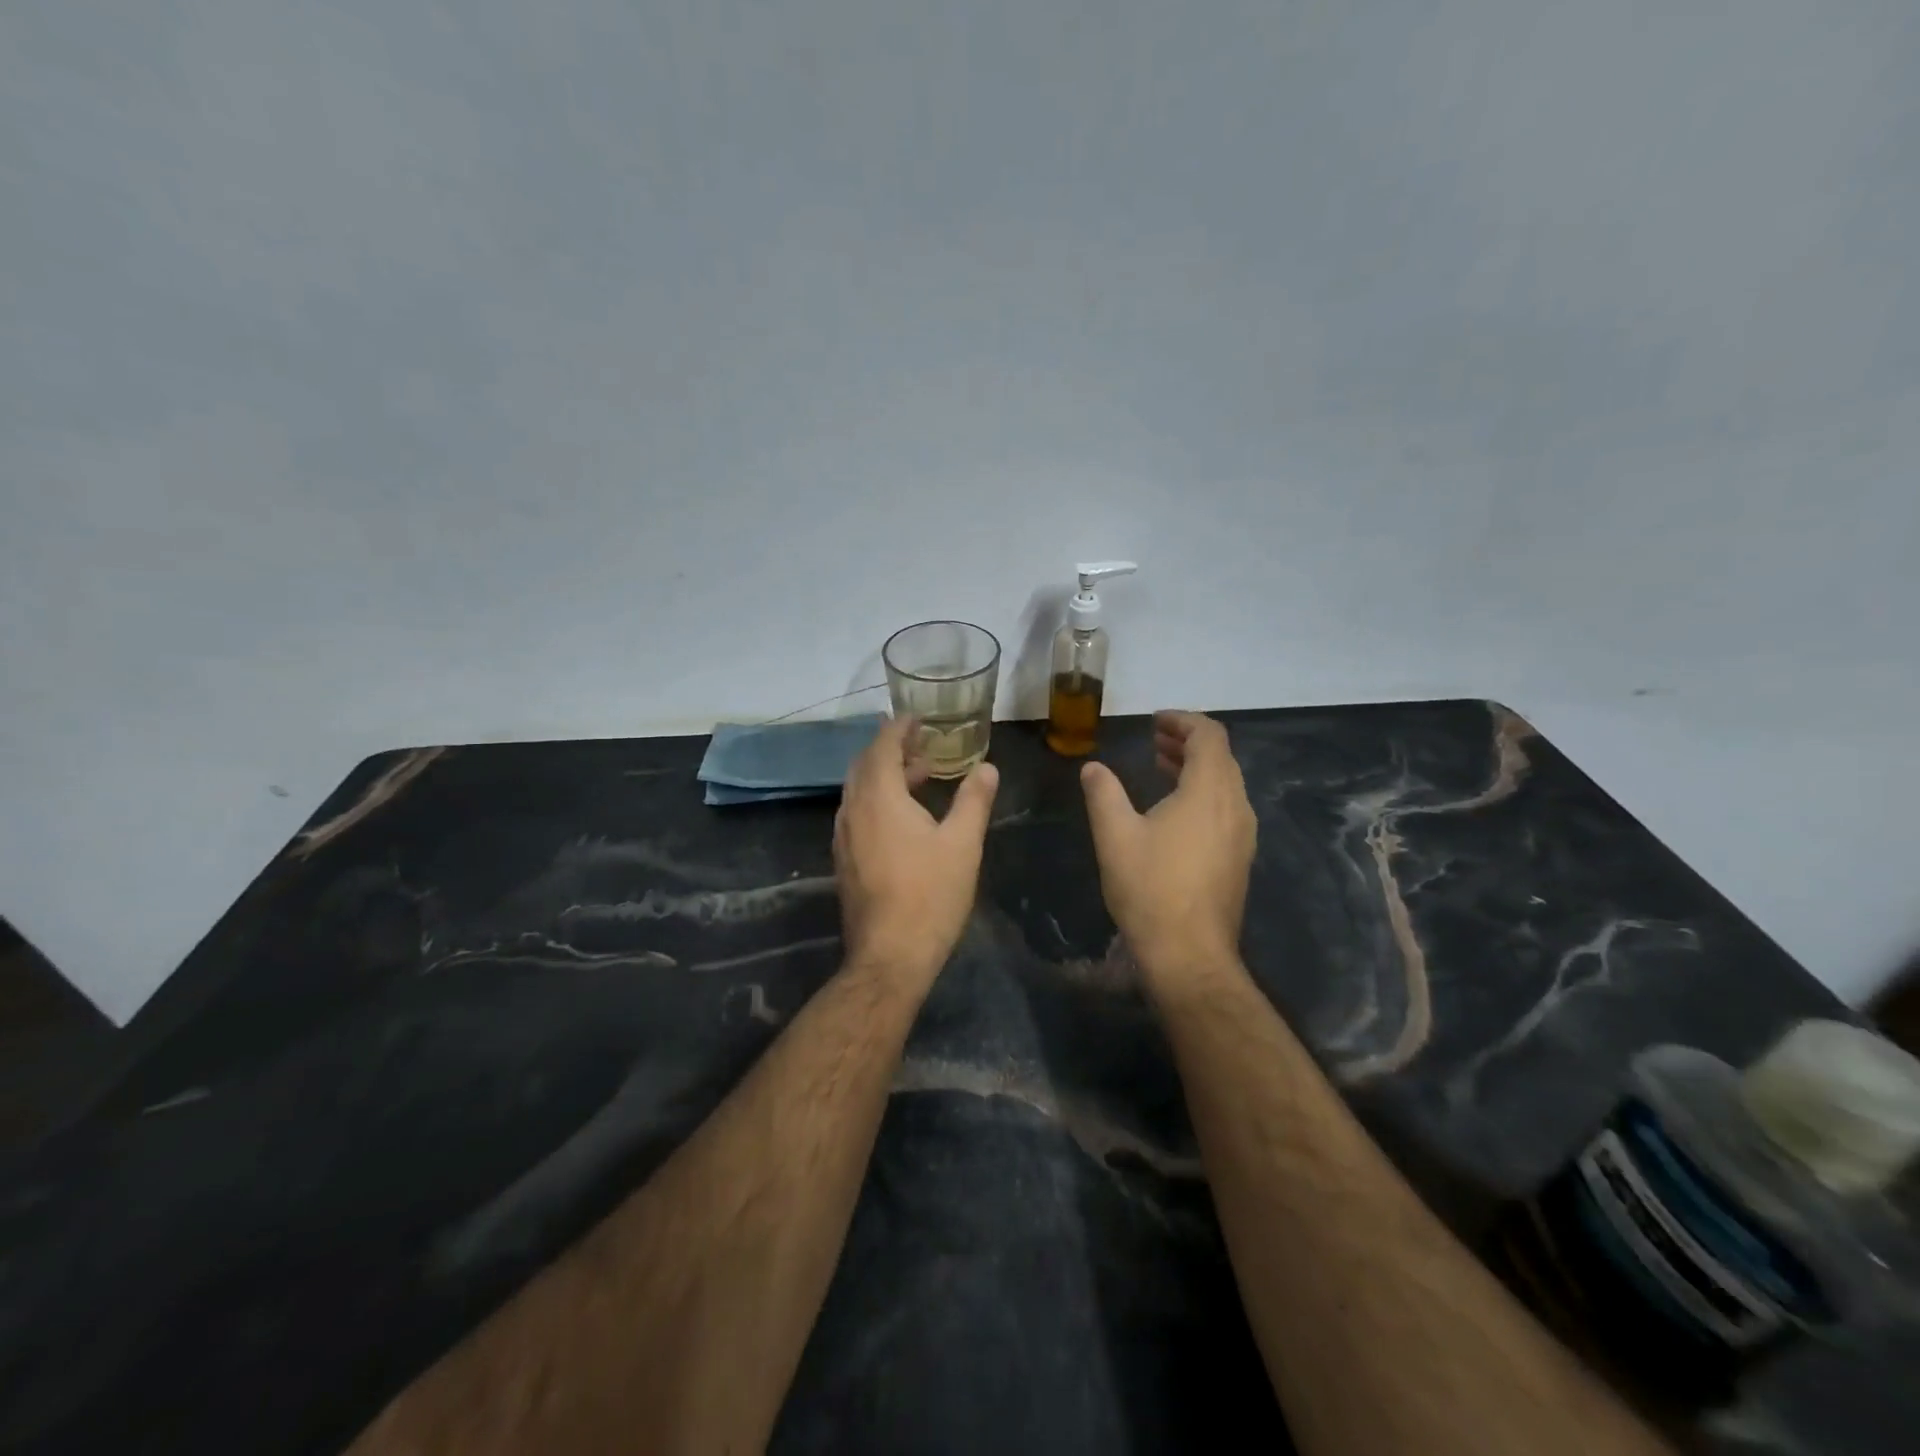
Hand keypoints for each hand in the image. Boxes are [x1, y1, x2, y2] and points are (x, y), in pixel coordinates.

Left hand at [834, 716, 999, 981]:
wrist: (890, 955)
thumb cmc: (930, 895)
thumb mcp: (962, 844)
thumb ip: (973, 800)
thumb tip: (987, 767)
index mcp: (879, 798)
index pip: (882, 746)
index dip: (899, 728)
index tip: (917, 718)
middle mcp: (853, 810)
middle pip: (865, 764)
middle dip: (891, 749)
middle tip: (922, 746)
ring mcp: (844, 837)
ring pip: (858, 790)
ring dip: (884, 775)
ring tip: (919, 776)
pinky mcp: (844, 860)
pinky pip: (857, 812)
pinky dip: (877, 799)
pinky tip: (903, 817)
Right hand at [1080, 710, 1256, 981]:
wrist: (1190, 954)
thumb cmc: (1150, 888)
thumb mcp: (1115, 835)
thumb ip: (1104, 793)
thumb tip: (1093, 767)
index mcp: (1209, 791)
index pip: (1209, 735)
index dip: (1183, 721)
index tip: (1154, 721)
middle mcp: (1235, 806)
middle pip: (1220, 756)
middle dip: (1188, 741)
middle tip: (1154, 740)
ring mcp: (1243, 834)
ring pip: (1225, 783)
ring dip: (1196, 767)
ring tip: (1161, 766)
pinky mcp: (1240, 857)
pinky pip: (1226, 807)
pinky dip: (1203, 792)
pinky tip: (1174, 810)